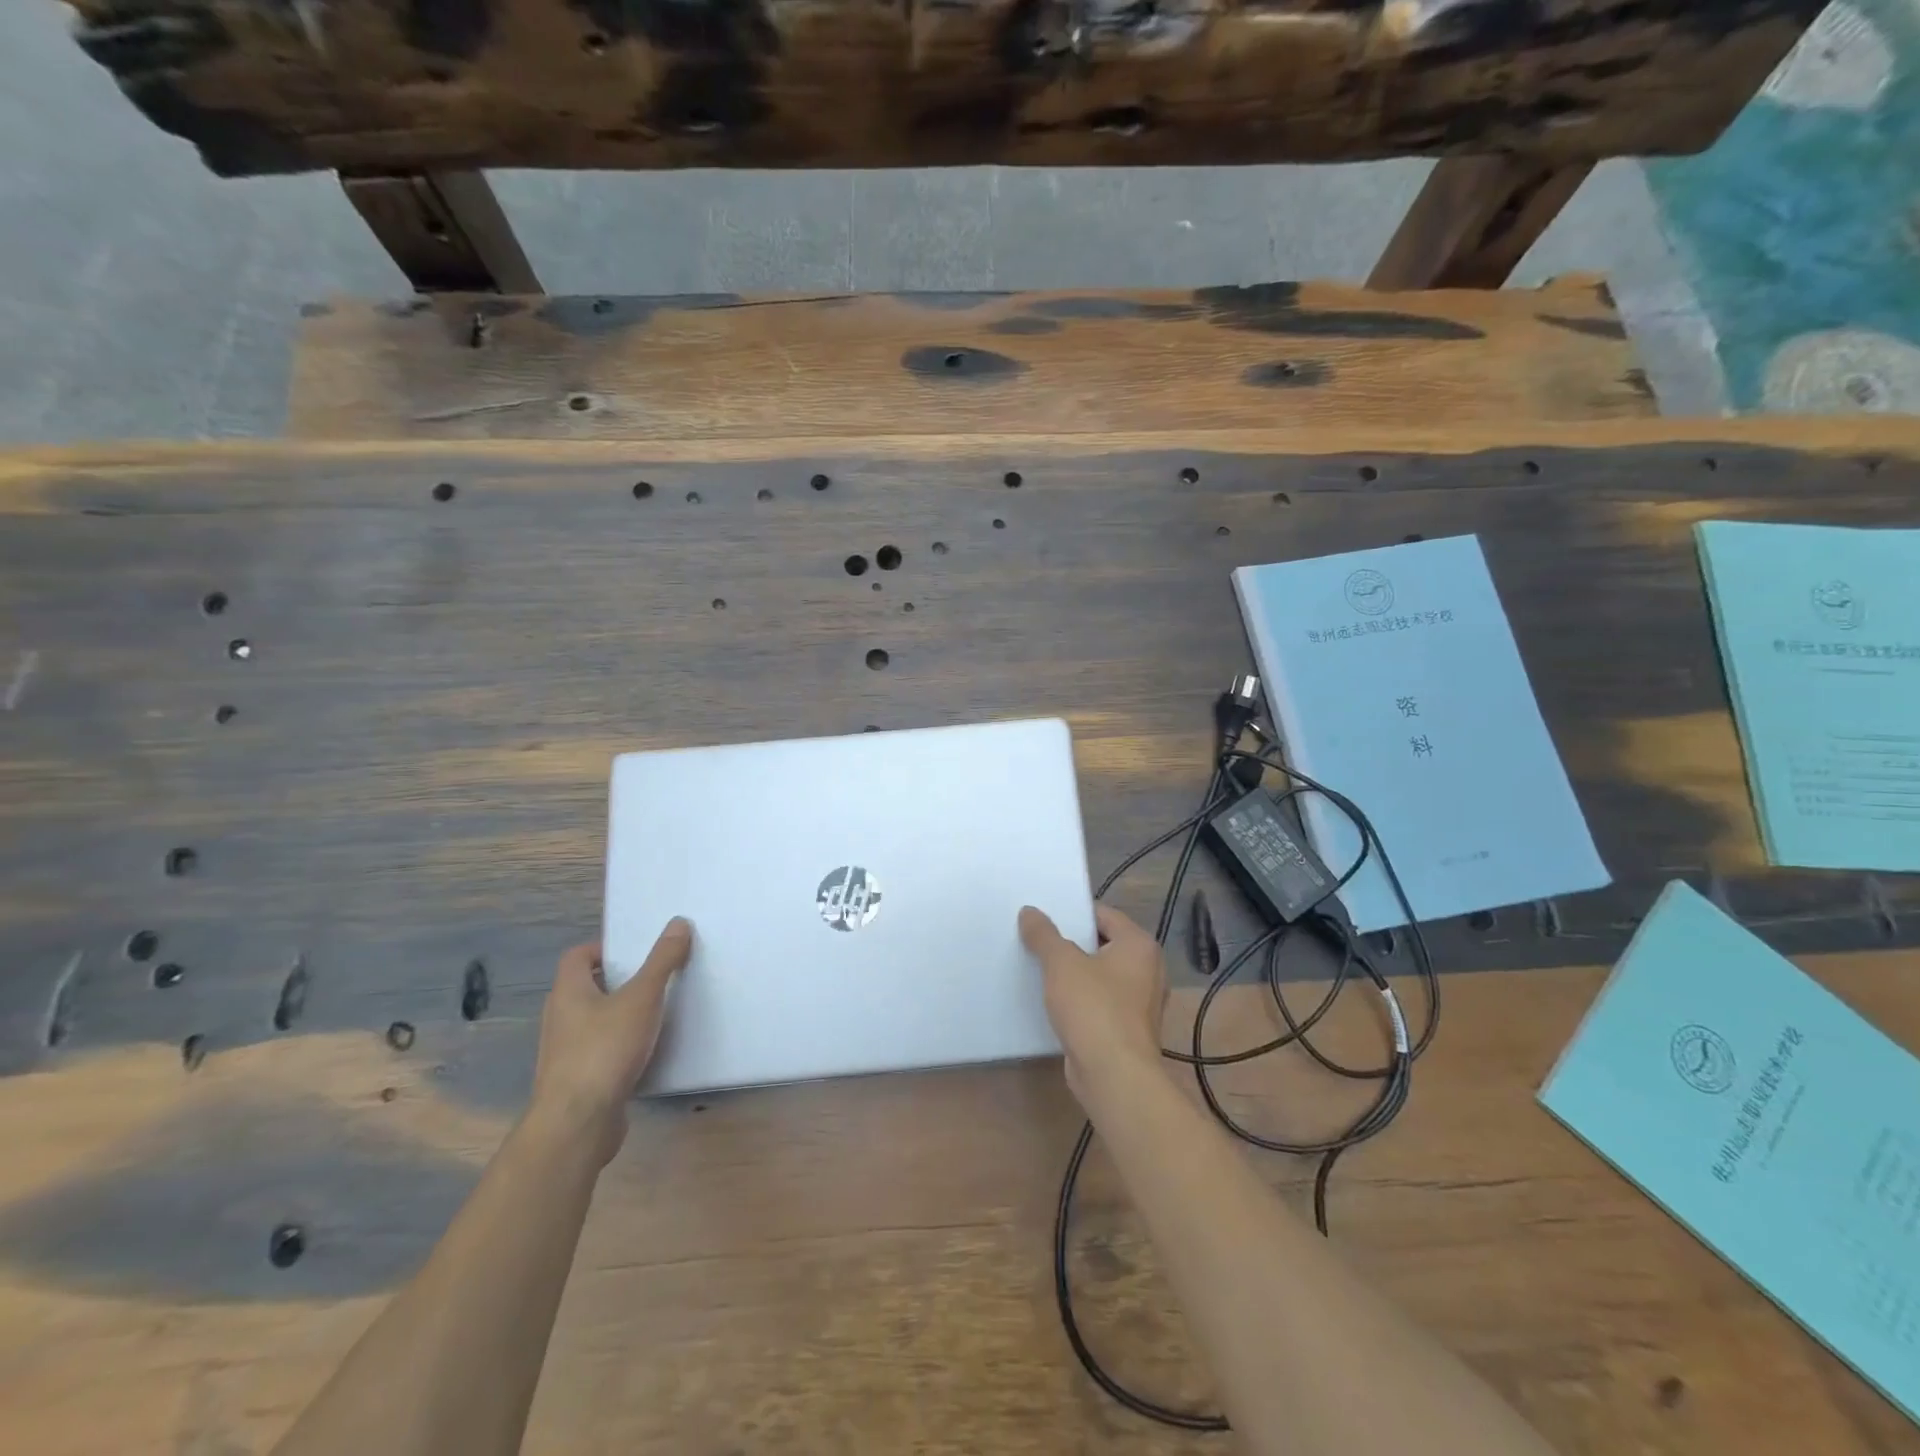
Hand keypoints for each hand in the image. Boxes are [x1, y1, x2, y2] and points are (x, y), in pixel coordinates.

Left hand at [528, 919, 692, 1164]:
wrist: (578, 1124)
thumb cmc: (605, 1049)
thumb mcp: (642, 998)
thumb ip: (662, 961)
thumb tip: (678, 923)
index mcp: (568, 992)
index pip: (577, 956)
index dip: (603, 948)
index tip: (636, 952)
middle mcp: (560, 1018)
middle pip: (586, 987)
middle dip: (618, 980)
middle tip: (654, 977)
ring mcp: (564, 1052)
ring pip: (593, 1021)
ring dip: (620, 1014)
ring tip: (656, 1012)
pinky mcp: (576, 1080)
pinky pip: (599, 1051)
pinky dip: (620, 1045)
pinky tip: (647, 1051)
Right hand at [1018, 904, 1165, 1102]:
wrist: (1114, 1077)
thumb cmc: (1093, 1009)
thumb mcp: (1061, 963)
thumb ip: (1044, 934)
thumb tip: (1030, 912)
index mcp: (1139, 946)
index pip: (1104, 915)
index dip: (1073, 913)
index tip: (1043, 916)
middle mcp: (1148, 970)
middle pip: (1102, 945)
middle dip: (1070, 943)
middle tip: (1036, 939)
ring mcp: (1140, 1003)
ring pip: (1100, 976)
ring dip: (1073, 974)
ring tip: (1039, 968)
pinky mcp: (1127, 1030)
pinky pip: (1099, 1003)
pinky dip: (1079, 1000)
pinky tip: (1052, 1001)